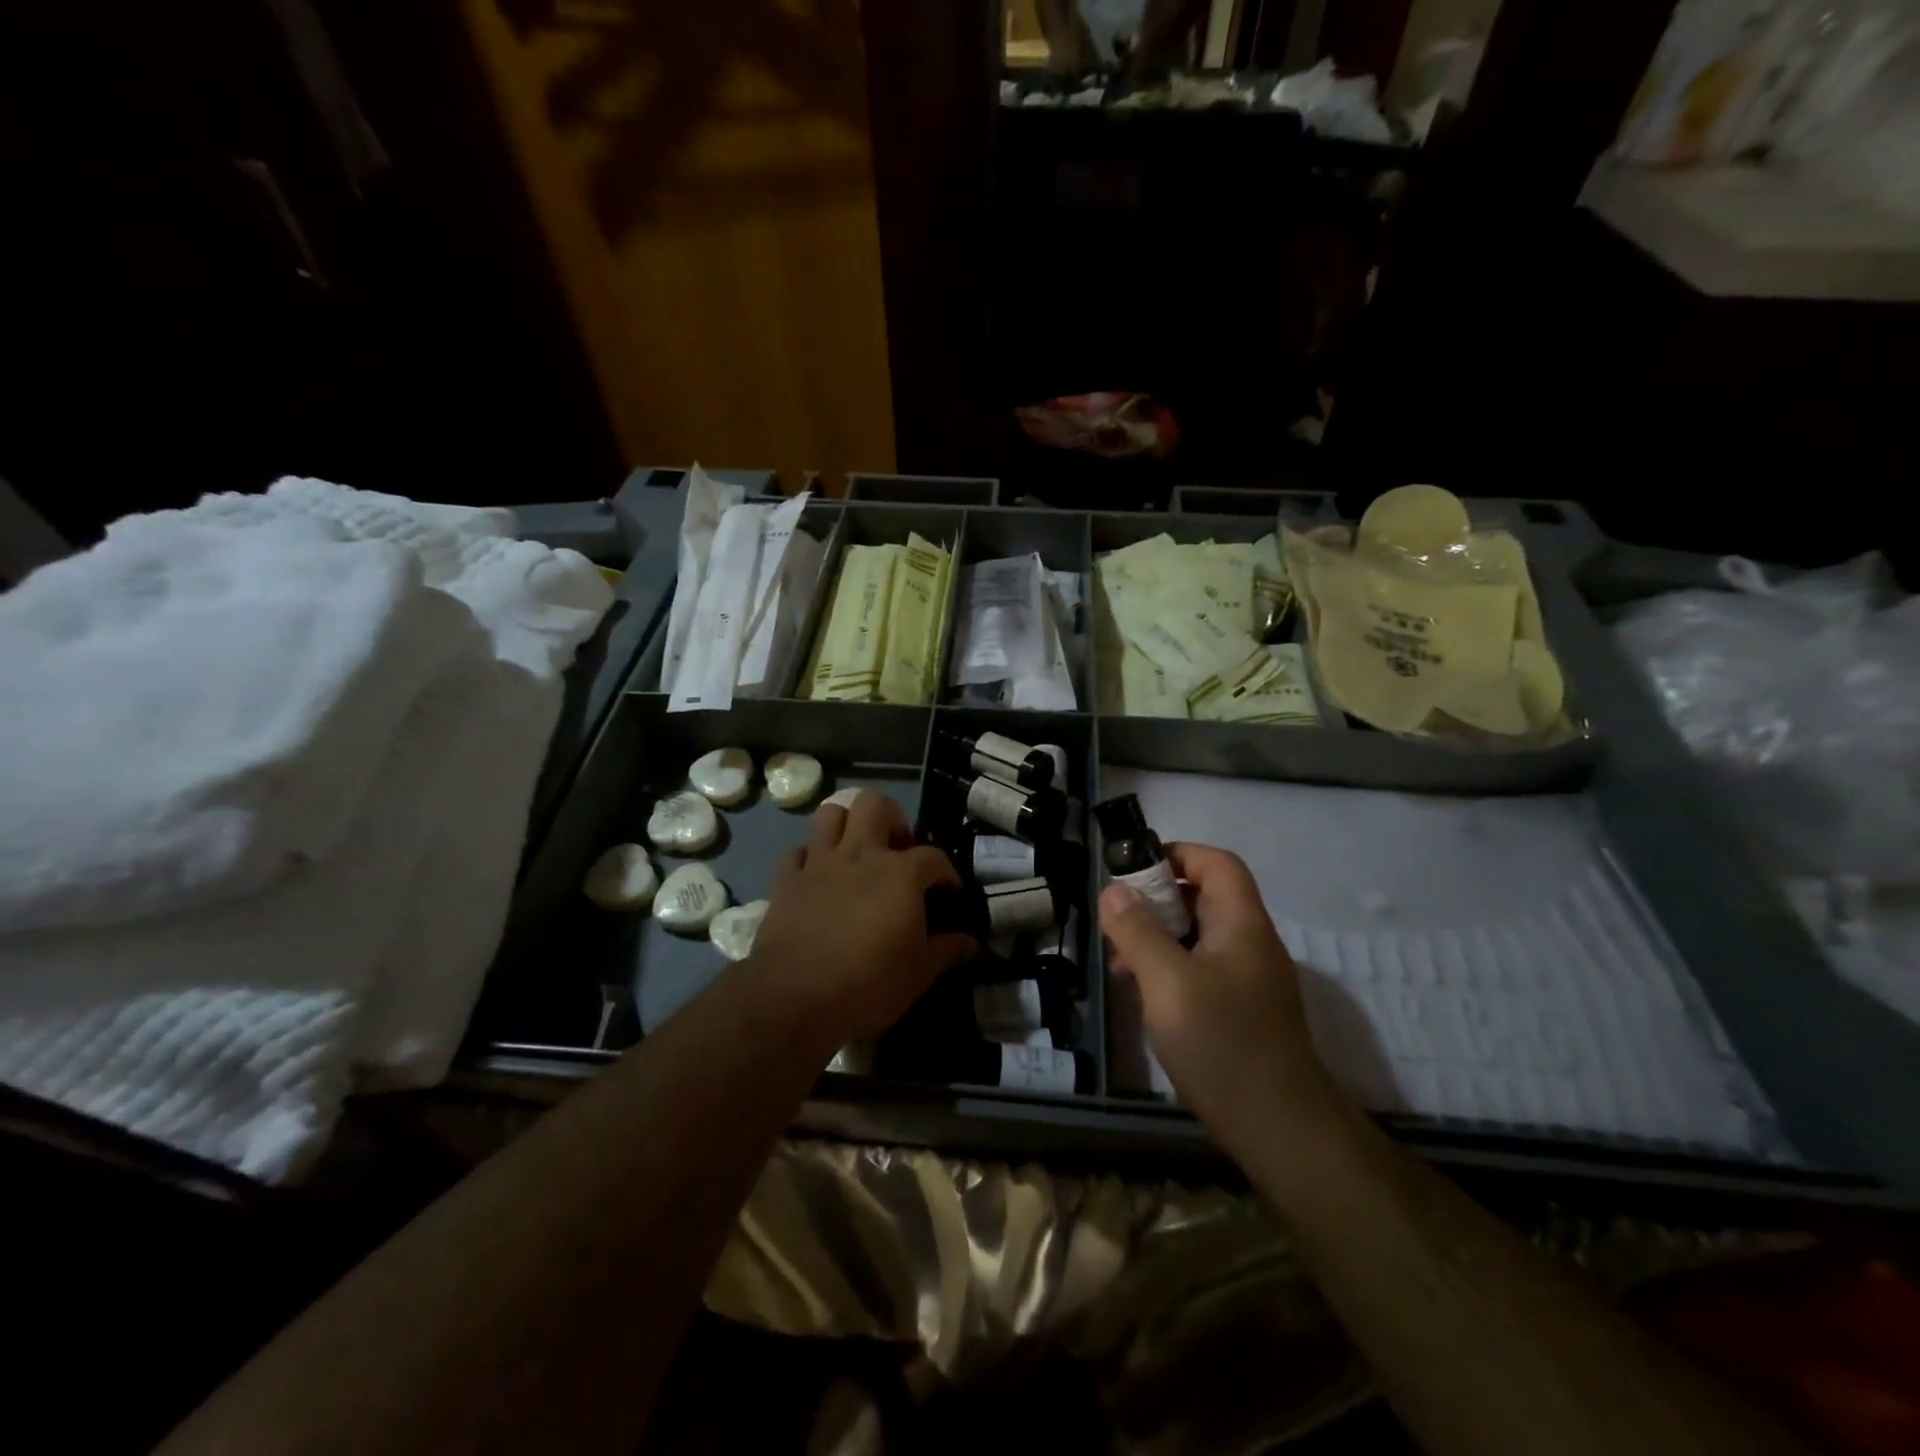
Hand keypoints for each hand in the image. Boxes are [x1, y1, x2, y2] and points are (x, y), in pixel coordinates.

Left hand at [746, 791, 976, 1055]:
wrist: (793, 998)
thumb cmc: (868, 985)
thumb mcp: (918, 974)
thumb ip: (946, 950)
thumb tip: (971, 941)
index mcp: (900, 873)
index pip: (934, 857)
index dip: (947, 873)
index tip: (949, 894)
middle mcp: (860, 854)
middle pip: (875, 804)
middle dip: (891, 819)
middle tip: (897, 851)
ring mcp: (819, 863)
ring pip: (830, 814)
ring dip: (846, 825)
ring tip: (857, 853)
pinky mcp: (786, 880)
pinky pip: (797, 853)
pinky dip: (809, 859)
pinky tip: (818, 878)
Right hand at [1099, 843, 1347, 1153]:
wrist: (1280, 1130)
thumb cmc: (1222, 1044)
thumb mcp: (1168, 982)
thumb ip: (1138, 931)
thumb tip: (1113, 889)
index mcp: (1242, 925)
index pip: (1218, 864)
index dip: (1178, 854)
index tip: (1133, 868)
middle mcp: (1251, 944)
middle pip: (1205, 898)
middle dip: (1157, 900)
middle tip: (1117, 919)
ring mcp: (1250, 980)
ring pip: (1199, 936)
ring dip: (1158, 937)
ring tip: (1120, 962)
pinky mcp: (1242, 1010)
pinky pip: (1201, 969)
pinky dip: (1170, 968)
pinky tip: (1145, 994)